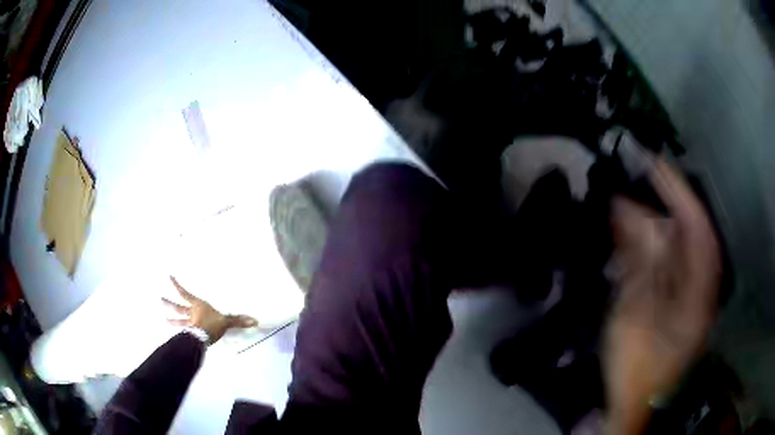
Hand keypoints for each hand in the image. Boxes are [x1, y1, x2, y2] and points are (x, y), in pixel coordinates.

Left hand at [163, 276, 257, 344]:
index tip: (169, 277)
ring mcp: (189, 324)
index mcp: (198, 305)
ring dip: (172, 320)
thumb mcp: (226, 321)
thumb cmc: (212, 324)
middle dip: (169, 304)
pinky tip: (176, 337)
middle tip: (160, 299)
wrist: (204, 338)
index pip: (184, 293)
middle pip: (178, 307)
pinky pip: (183, 333)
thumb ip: (238, 320)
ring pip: (179, 321)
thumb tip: (254, 320)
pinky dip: (179, 334)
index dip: (176, 285)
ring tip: (164, 319)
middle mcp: (191, 313)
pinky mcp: (190, 335)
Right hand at [605, 159, 721, 433]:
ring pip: (673, 251)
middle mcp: (699, 287)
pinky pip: (665, 266)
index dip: (679, 192)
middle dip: (657, 211)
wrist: (633, 406)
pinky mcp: (675, 302)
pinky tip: (629, 242)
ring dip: (649, 231)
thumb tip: (632, 213)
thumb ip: (639, 263)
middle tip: (629, 194)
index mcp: (698, 292)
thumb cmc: (637, 370)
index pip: (697, 227)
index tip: (656, 163)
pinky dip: (647, 251)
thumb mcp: (635, 318)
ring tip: (622, 215)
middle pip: (685, 236)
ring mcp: (688, 295)